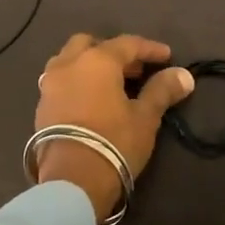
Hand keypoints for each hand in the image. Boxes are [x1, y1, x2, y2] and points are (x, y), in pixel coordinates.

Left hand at [34, 34, 194, 222]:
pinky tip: (91, 100)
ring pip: (69, 60)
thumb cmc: (115, 142)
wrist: (73, 180)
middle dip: (113, 51)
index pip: (127, 44)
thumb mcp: (145, 117)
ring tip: (110, 84)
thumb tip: (184, 74)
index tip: (167, 56)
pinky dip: (76, 81)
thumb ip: (162, 91)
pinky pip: (60, 81)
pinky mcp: (41, 106)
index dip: (150, 49)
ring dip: (89, 64)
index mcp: (97, 60)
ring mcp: (49, 85)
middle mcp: (69, 64)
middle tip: (134, 70)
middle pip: (90, 44)